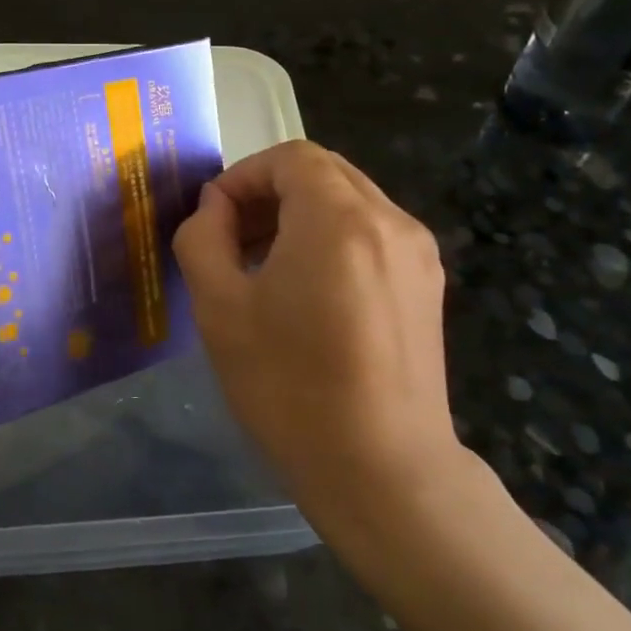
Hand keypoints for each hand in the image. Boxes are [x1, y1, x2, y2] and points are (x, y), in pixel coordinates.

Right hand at [173, 141, 470, 537]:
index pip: (290, 158)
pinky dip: (330, 238)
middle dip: (269, 192)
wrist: (383, 472)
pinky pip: (370, 233)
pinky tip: (305, 290)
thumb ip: (204, 238)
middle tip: (232, 237)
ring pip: (348, 200)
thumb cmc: (290, 387)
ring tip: (262, 265)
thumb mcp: (219, 307)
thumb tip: (214, 209)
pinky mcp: (426, 285)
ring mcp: (416, 253)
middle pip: (323, 172)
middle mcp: (389, 221)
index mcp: (339, 219)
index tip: (214, 219)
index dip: (243, 176)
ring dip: (299, 214)